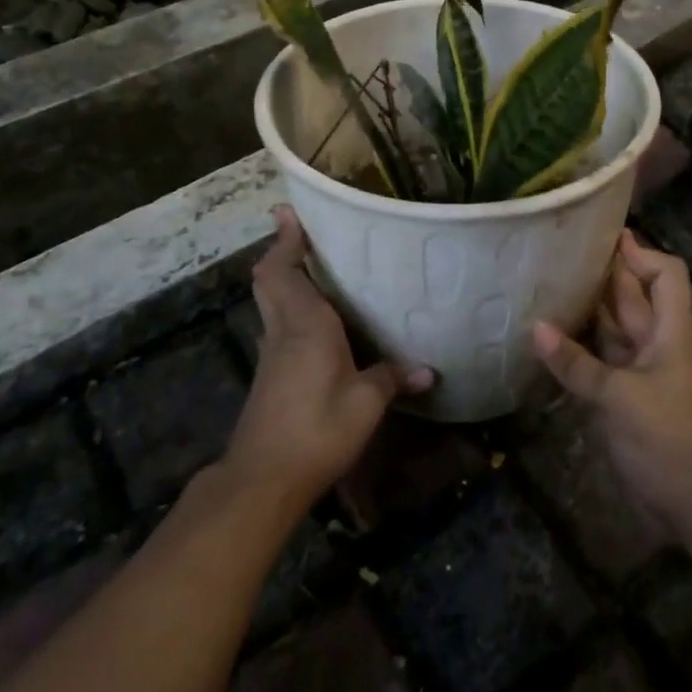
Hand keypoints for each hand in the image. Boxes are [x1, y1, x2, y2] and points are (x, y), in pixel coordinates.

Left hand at [225, 207, 433, 507]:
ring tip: (313, 270)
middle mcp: (283, 330)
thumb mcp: (365, 404)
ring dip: (282, 280)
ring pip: (270, 302)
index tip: (287, 212)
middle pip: (269, 280)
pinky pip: (276, 326)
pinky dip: (288, 310)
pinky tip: (315, 324)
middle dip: (280, 253)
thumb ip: (392, 379)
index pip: (284, 270)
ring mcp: (270, 354)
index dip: (285, 240)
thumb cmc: (317, 429)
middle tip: (301, 235)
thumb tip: (427, 370)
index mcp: (305, 324)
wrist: (263, 478)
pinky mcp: (268, 376)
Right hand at [533, 231, 691, 537]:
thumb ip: (576, 364)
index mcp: (670, 334)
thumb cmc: (668, 441)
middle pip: (634, 296)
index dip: (640, 253)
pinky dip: (578, 346)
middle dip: (605, 272)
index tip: (602, 238)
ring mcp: (640, 371)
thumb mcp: (620, 399)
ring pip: (613, 327)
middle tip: (560, 251)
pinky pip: (599, 359)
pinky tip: (548, 336)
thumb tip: (535, 327)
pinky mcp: (624, 396)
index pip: (666, 276)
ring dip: (588, 307)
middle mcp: (656, 345)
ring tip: (548, 283)